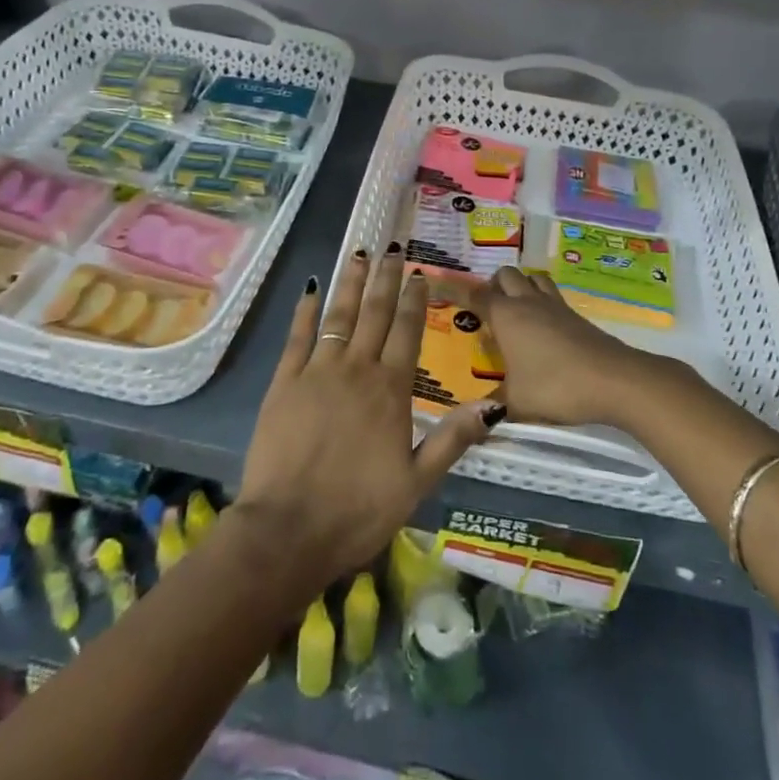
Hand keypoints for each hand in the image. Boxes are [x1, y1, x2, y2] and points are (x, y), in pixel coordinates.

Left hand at [236, 245, 500, 594]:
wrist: (289, 530)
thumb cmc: (358, 511)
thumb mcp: (417, 483)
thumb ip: (452, 439)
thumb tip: (493, 405)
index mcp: (391, 391)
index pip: (407, 333)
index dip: (414, 301)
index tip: (418, 274)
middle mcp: (357, 370)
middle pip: (375, 314)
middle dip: (385, 279)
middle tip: (392, 248)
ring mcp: (318, 372)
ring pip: (339, 316)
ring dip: (351, 283)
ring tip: (359, 253)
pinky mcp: (285, 382)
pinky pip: (298, 336)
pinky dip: (305, 310)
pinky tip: (311, 288)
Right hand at [469, 266, 651, 428]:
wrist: (614, 379)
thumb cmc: (556, 387)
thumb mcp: (516, 403)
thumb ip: (491, 408)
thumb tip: (471, 422)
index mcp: (505, 316)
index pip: (473, 294)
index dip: (453, 289)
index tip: (435, 285)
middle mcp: (527, 302)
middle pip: (505, 275)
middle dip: (491, 285)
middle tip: (483, 310)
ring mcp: (554, 305)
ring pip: (531, 277)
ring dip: (518, 285)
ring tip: (513, 309)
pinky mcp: (575, 315)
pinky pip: (550, 294)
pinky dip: (540, 299)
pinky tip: (541, 324)